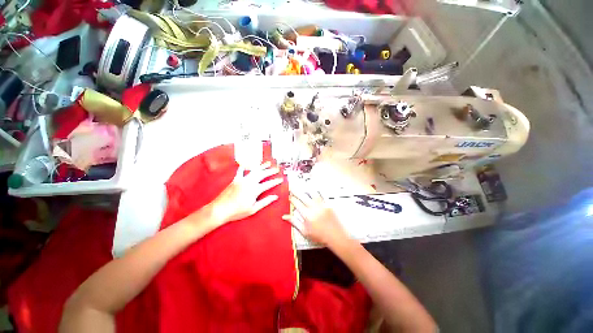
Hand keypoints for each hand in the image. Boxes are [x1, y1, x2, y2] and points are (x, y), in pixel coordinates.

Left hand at [209, 162, 283, 224]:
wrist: (220, 210)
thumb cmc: (237, 211)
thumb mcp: (253, 209)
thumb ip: (265, 201)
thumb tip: (276, 197)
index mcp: (255, 190)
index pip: (269, 184)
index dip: (276, 181)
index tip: (281, 179)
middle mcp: (249, 182)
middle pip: (263, 174)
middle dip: (271, 171)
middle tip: (277, 168)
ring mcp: (242, 180)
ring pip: (254, 170)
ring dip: (261, 166)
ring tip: (268, 163)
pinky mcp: (235, 180)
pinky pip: (240, 171)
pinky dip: (244, 167)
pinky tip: (246, 165)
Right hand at [283, 190, 348, 246]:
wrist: (335, 236)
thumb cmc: (319, 236)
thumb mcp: (304, 231)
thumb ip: (294, 222)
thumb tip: (285, 216)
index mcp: (307, 215)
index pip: (297, 203)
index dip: (292, 199)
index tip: (289, 196)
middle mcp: (314, 208)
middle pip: (303, 196)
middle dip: (296, 191)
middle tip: (292, 187)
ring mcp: (321, 205)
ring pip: (312, 193)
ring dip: (306, 189)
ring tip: (302, 186)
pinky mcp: (328, 204)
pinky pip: (321, 195)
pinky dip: (316, 192)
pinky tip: (314, 190)